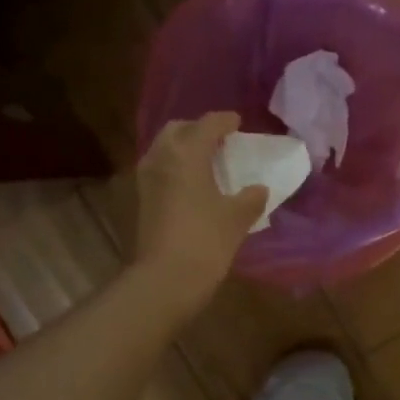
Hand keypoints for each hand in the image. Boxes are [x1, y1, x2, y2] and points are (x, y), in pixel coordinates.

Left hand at [132, 112, 266, 315]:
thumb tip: (259, 189)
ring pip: (164, 149)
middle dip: (198, 130)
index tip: (238, 123)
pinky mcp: (140, 200)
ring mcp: (146, 179)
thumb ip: (251, 198)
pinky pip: (159, 170)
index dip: (225, 121)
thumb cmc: (206, 240)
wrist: (166, 279)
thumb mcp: (237, 218)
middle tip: (219, 141)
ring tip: (205, 162)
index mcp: (186, 153)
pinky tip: (190, 185)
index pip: (207, 124)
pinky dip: (174, 168)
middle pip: (178, 130)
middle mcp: (161, 157)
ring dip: (183, 148)